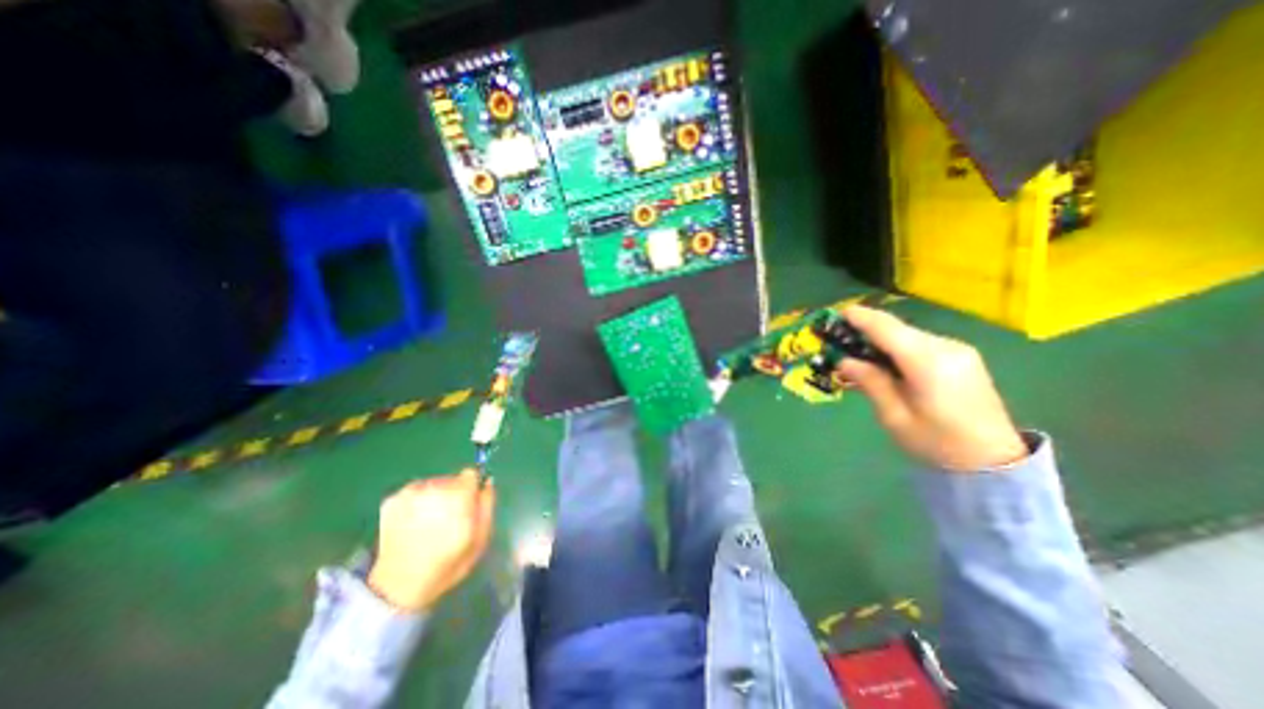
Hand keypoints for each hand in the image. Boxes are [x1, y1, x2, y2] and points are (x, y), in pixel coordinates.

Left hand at [366, 467, 492, 611]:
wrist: (397, 588)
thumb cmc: (446, 565)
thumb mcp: (479, 540)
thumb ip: (486, 506)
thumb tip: (487, 482)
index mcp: (458, 497)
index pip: (471, 474)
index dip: (472, 488)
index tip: (468, 504)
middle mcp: (434, 489)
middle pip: (451, 480)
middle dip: (453, 495)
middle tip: (448, 520)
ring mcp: (410, 493)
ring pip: (432, 485)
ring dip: (434, 498)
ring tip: (428, 524)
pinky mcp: (391, 500)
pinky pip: (413, 492)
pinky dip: (416, 503)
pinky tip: (412, 524)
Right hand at [837, 308, 1025, 473]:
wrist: (994, 461)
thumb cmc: (937, 443)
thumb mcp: (894, 417)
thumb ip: (870, 382)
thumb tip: (844, 360)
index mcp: (928, 363)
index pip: (887, 329)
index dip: (861, 318)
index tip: (837, 314)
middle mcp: (946, 348)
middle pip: (897, 329)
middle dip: (866, 330)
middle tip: (840, 341)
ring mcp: (958, 350)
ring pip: (907, 335)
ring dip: (880, 340)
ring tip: (858, 356)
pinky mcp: (961, 357)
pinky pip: (920, 344)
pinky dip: (897, 348)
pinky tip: (885, 364)